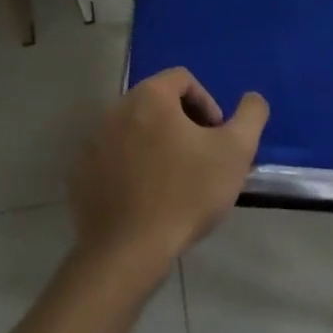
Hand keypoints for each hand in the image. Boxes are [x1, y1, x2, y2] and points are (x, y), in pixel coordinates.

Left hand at [69, 68, 268, 270]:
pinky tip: (145, 197)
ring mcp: (93, 141)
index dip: (207, 103)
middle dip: (182, 123)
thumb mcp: (235, 152)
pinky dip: (130, 167)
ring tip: (173, 179)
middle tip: (198, 158)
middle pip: (156, 102)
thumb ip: (251, 115)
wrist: (128, 253)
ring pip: (133, 130)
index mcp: (150, 96)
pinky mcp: (80, 173)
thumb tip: (252, 99)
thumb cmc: (186, 194)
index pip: (183, 80)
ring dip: (155, 144)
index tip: (216, 137)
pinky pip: (112, 158)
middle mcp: (115, 109)